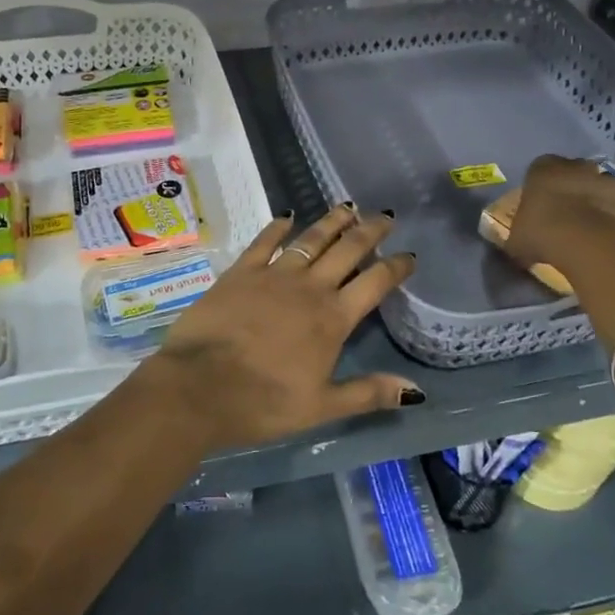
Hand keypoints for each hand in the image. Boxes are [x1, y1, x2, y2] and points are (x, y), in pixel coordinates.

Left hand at [138, 204, 420, 452]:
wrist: (199, 387)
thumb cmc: (264, 403)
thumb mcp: (321, 407)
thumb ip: (368, 393)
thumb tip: (415, 389)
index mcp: (333, 318)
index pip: (374, 283)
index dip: (395, 267)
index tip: (410, 256)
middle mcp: (309, 288)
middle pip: (347, 250)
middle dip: (369, 231)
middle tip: (384, 216)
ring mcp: (273, 275)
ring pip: (310, 239)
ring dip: (332, 222)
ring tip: (348, 207)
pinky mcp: (241, 272)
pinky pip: (264, 242)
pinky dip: (277, 227)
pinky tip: (286, 217)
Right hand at [504, 155, 614, 274]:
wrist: (589, 243)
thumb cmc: (543, 232)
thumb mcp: (517, 239)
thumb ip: (518, 236)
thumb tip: (517, 245)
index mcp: (543, 168)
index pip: (539, 169)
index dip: (540, 188)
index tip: (539, 207)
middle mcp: (577, 166)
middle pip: (573, 173)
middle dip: (571, 189)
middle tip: (564, 216)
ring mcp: (608, 181)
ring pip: (600, 187)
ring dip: (596, 202)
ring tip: (588, 228)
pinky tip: (609, 237)